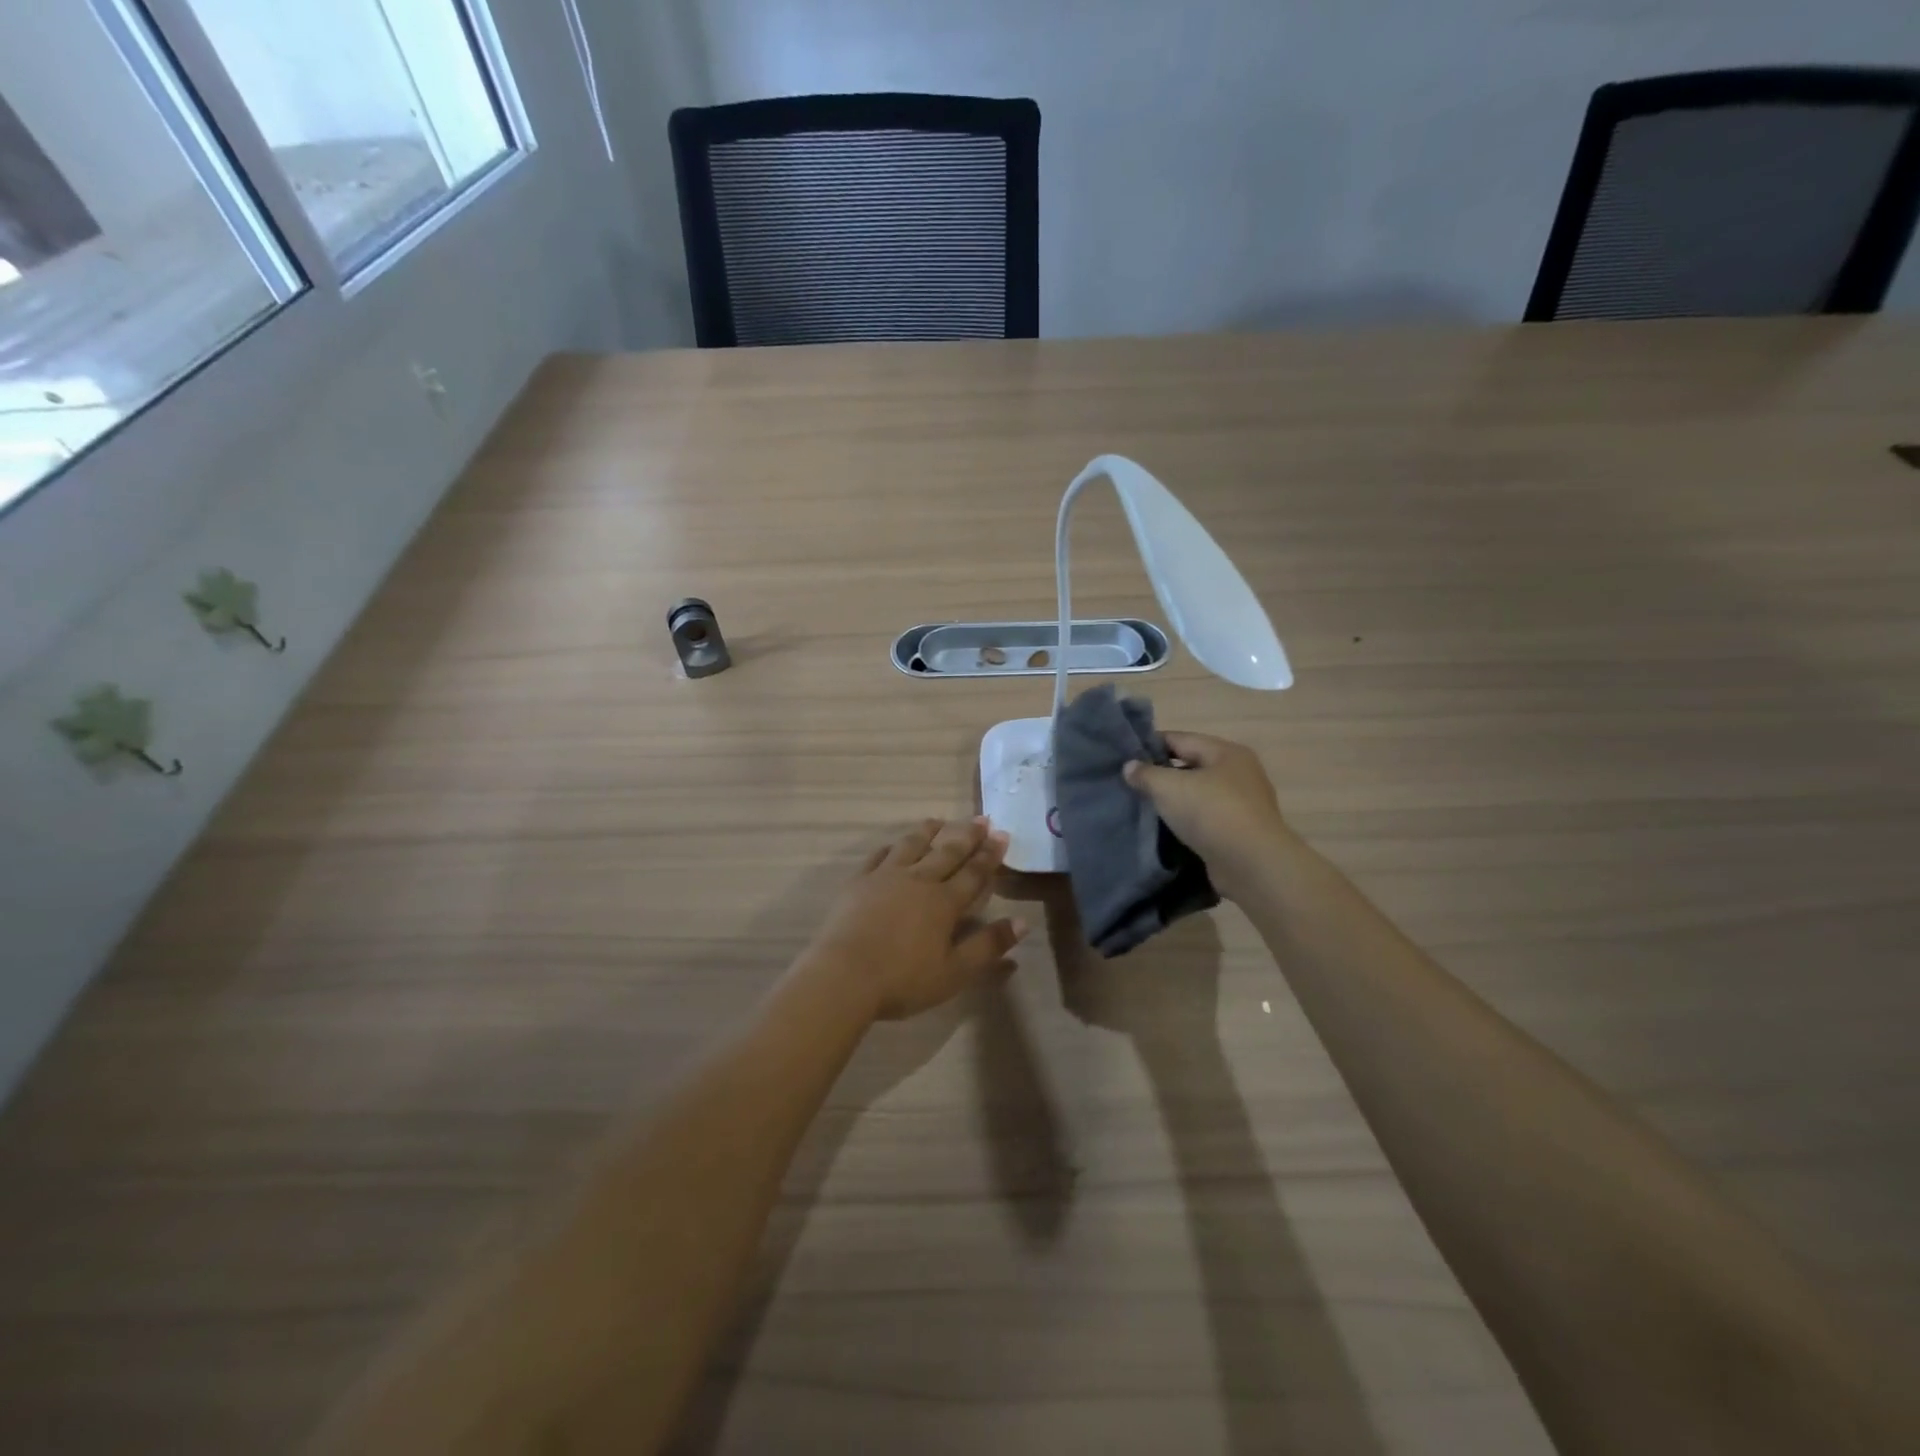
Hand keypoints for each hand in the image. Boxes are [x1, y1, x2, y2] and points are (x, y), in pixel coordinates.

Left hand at [801, 818, 1027, 1019]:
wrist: (844, 975)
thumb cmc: (903, 979)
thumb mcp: (954, 972)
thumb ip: (988, 946)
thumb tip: (1023, 922)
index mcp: (944, 903)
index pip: (973, 873)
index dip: (989, 854)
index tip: (1002, 835)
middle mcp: (919, 880)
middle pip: (947, 852)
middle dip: (967, 835)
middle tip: (982, 818)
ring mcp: (886, 877)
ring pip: (912, 845)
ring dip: (929, 831)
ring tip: (940, 820)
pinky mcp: (859, 882)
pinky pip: (879, 856)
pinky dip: (892, 847)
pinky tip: (895, 844)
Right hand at [1122, 732, 1291, 895]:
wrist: (1252, 865)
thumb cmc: (1211, 813)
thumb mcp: (1169, 788)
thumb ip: (1146, 774)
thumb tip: (1129, 766)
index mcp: (1226, 752)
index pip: (1180, 739)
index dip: (1150, 745)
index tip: (1124, 757)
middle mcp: (1239, 773)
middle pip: (1191, 766)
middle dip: (1162, 774)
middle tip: (1130, 783)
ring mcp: (1243, 804)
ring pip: (1199, 794)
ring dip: (1175, 800)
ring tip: (1144, 807)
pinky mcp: (1240, 832)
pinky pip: (1206, 819)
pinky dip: (1188, 821)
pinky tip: (1167, 829)